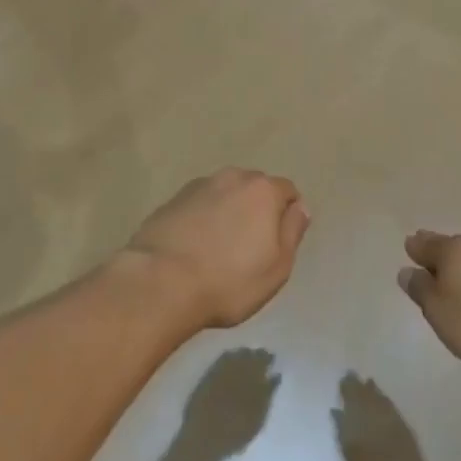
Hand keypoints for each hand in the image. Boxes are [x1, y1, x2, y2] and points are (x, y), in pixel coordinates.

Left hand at [125, 168, 309, 330]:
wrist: (160, 282)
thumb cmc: (228, 281)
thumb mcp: (277, 267)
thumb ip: (293, 232)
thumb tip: (300, 207)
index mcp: (263, 190)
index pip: (287, 190)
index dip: (287, 215)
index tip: (278, 243)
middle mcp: (232, 177)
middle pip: (254, 188)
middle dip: (257, 209)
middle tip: (250, 246)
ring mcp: (199, 186)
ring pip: (225, 194)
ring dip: (228, 211)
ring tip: (219, 247)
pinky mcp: (172, 200)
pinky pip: (199, 205)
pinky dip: (202, 218)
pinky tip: (194, 246)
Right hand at [399, 231, 460, 371]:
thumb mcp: (441, 313)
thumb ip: (422, 291)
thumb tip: (406, 271)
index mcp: (451, 252)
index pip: (426, 245)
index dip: (416, 248)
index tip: (410, 246)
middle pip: (452, 247)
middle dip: (440, 251)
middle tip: (430, 254)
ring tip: (460, 275)